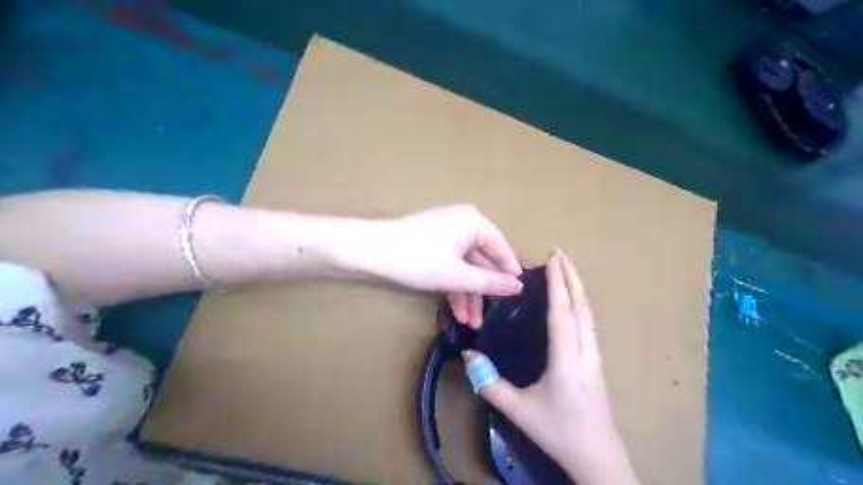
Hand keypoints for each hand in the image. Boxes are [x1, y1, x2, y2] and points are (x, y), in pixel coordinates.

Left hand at [362, 202, 522, 321]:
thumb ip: (490, 282)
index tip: (519, 295)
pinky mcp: (430, 246)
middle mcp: (462, 224)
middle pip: (482, 260)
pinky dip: (453, 287)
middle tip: (491, 317)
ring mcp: (445, 235)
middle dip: (484, 291)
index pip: (501, 248)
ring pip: (465, 267)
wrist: (369, 252)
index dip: (510, 272)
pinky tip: (457, 312)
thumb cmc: (418, 259)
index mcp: (473, 222)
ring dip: (468, 294)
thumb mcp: (458, 275)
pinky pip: (450, 266)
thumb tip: (519, 287)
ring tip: (471, 323)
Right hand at [470, 250, 636, 484]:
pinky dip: (581, 305)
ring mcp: (595, 357)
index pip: (562, 313)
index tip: (554, 258)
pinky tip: (574, 304)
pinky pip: (590, 324)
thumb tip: (468, 355)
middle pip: (582, 307)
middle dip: (572, 277)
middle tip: (561, 253)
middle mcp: (586, 352)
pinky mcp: (597, 363)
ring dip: (578, 289)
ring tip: (567, 271)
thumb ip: (490, 383)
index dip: (558, 283)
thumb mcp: (519, 410)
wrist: (599, 459)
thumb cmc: (558, 432)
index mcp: (567, 359)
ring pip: (589, 315)